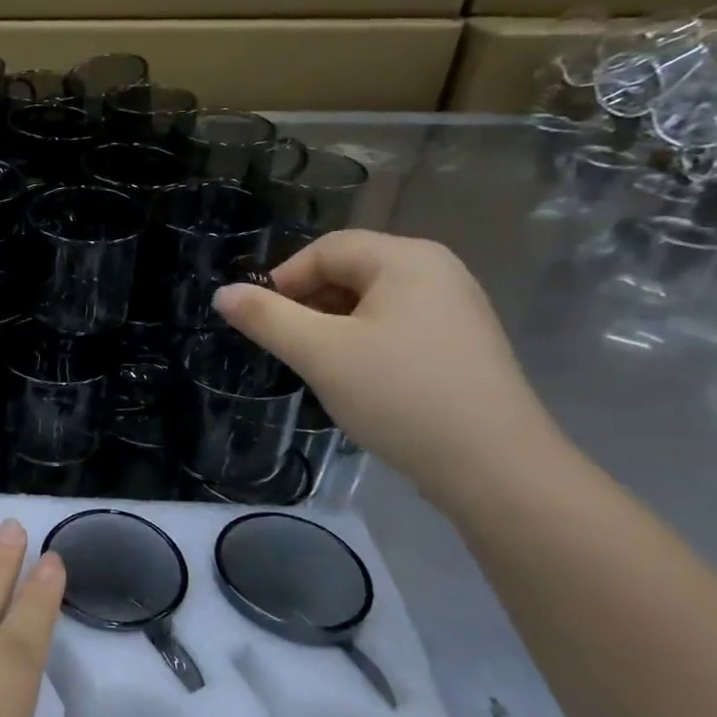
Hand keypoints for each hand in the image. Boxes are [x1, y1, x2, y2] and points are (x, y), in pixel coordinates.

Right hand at [213, 230, 560, 508]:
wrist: (494, 467)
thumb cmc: (400, 395)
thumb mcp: (320, 353)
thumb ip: (266, 318)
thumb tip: (222, 293)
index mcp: (406, 259)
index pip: (326, 250)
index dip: (283, 280)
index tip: (260, 323)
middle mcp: (437, 271)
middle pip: (350, 271)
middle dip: (308, 304)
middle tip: (286, 347)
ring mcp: (455, 308)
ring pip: (371, 302)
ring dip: (332, 326)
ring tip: (318, 366)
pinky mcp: (461, 344)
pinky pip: (396, 326)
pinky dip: (363, 342)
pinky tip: (357, 379)